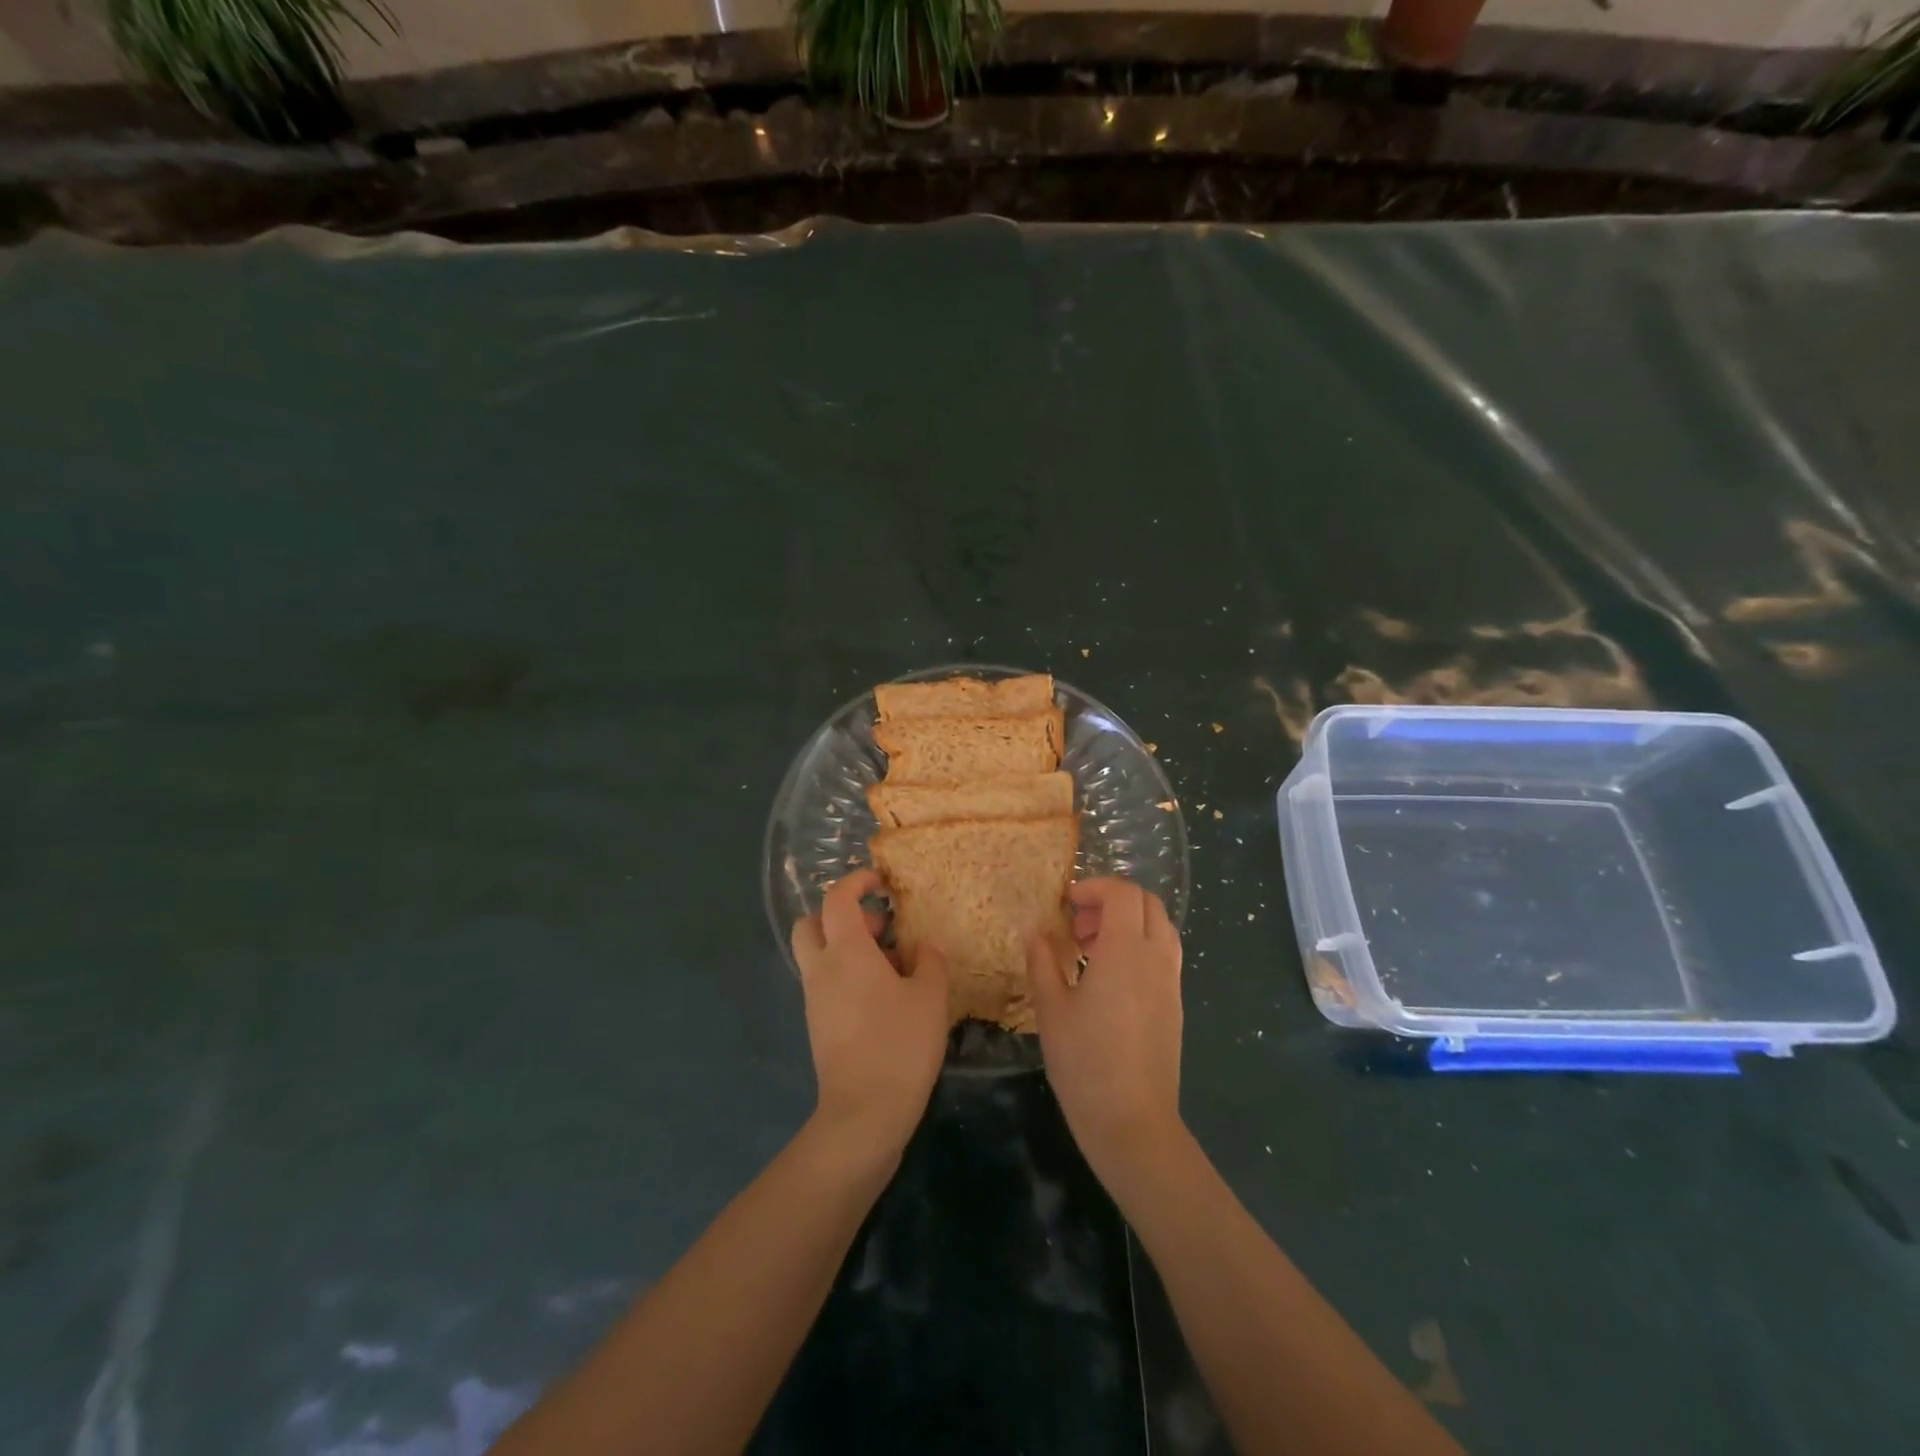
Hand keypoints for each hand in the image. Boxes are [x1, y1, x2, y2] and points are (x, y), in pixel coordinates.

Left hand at [791, 870, 948, 1159]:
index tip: (882, 882)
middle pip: (811, 923)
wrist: (864, 1113)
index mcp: (846, 952)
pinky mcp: (817, 1024)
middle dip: (842, 915)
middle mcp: (821, 969)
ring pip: (818, 954)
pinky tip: (883, 996)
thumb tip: (922, 946)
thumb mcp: (930, 997)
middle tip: (881, 927)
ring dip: (847, 947)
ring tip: (892, 965)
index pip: (837, 898)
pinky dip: (847, 974)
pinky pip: (825, 982)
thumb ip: (928, 961)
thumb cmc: (900, 1045)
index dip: (857, 881)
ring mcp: (814, 999)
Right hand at [1026, 878, 1184, 1182]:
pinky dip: (1140, 945)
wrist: (1133, 1121)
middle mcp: (1155, 957)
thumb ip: (1042, 961)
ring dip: (1128, 922)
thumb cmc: (1085, 1062)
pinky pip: (1164, 954)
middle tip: (1078, 923)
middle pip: (1146, 903)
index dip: (1094, 887)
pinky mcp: (1174, 1003)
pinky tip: (1110, 977)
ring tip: (1091, 949)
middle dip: (1112, 900)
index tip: (1067, 903)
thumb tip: (1034, 929)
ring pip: (1160, 927)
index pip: (1122, 893)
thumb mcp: (1051, 1008)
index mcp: (1125, 950)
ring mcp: (1170, 981)